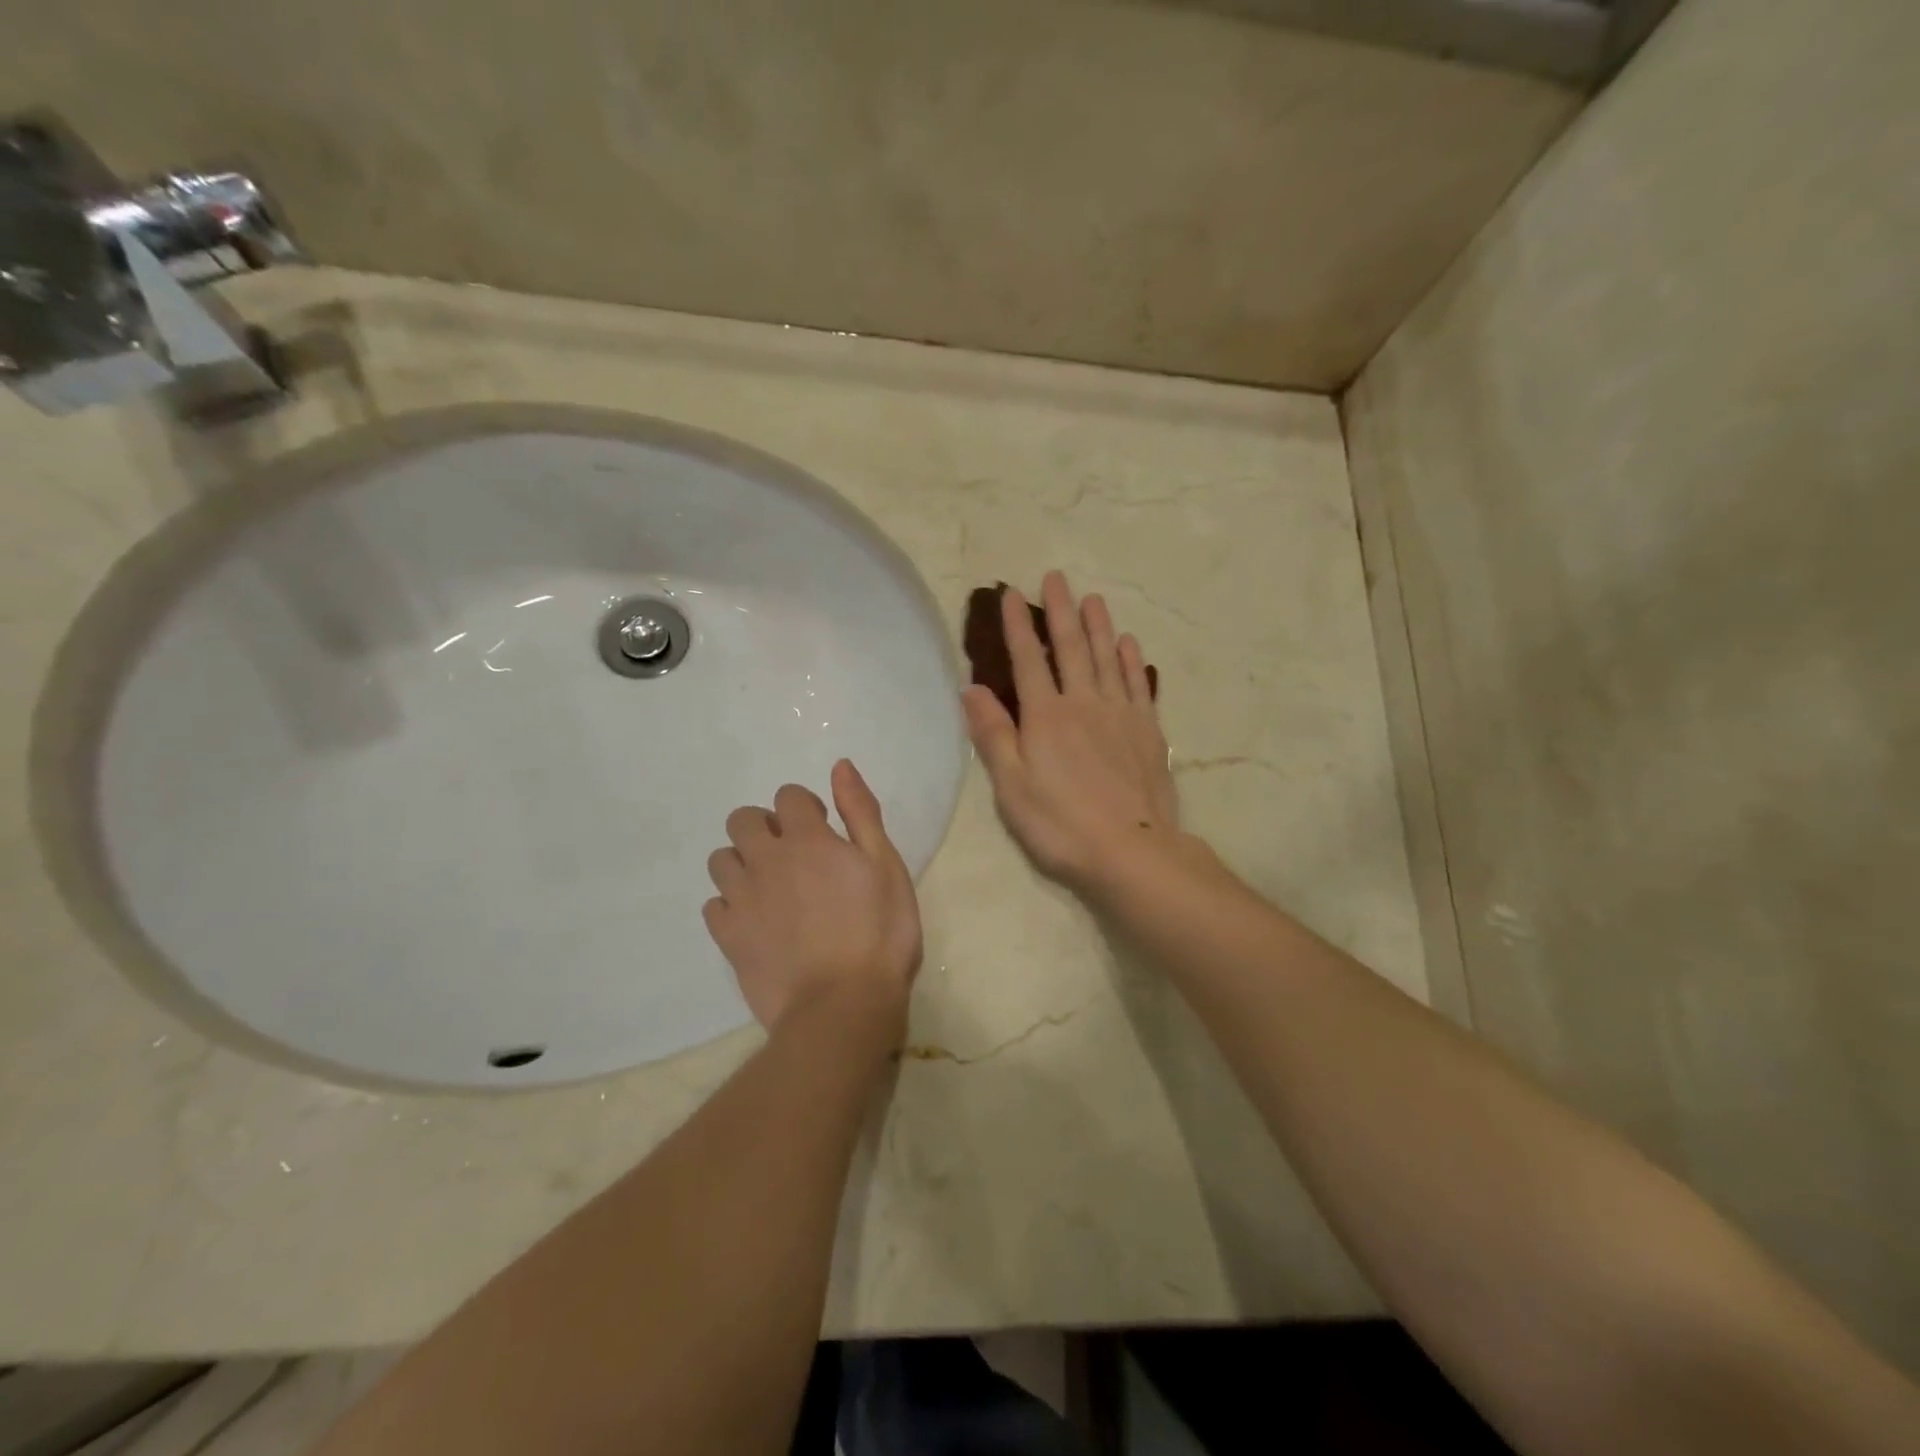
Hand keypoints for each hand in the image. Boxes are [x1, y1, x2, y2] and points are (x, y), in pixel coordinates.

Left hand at [703, 759, 921, 1041]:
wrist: (843, 1006)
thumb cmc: (880, 933)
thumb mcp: (886, 866)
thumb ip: (861, 812)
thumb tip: (839, 766)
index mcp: (807, 839)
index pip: (788, 796)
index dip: (806, 808)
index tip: (825, 832)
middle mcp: (766, 860)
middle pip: (742, 820)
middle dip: (764, 827)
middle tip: (793, 857)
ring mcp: (741, 899)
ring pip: (721, 860)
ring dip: (743, 863)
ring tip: (771, 889)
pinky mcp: (728, 937)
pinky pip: (713, 905)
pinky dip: (730, 906)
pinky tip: (755, 922)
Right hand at [963, 571, 1183, 897]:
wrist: (1131, 850)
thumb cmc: (1060, 824)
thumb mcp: (1012, 787)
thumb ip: (993, 735)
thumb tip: (971, 688)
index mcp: (1046, 716)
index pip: (1027, 660)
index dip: (1018, 625)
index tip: (1011, 593)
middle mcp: (1084, 703)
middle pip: (1070, 648)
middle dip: (1060, 611)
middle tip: (1056, 577)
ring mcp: (1120, 714)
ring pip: (1107, 658)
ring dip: (1098, 626)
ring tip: (1092, 598)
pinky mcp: (1147, 730)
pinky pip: (1136, 684)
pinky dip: (1130, 660)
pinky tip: (1128, 643)